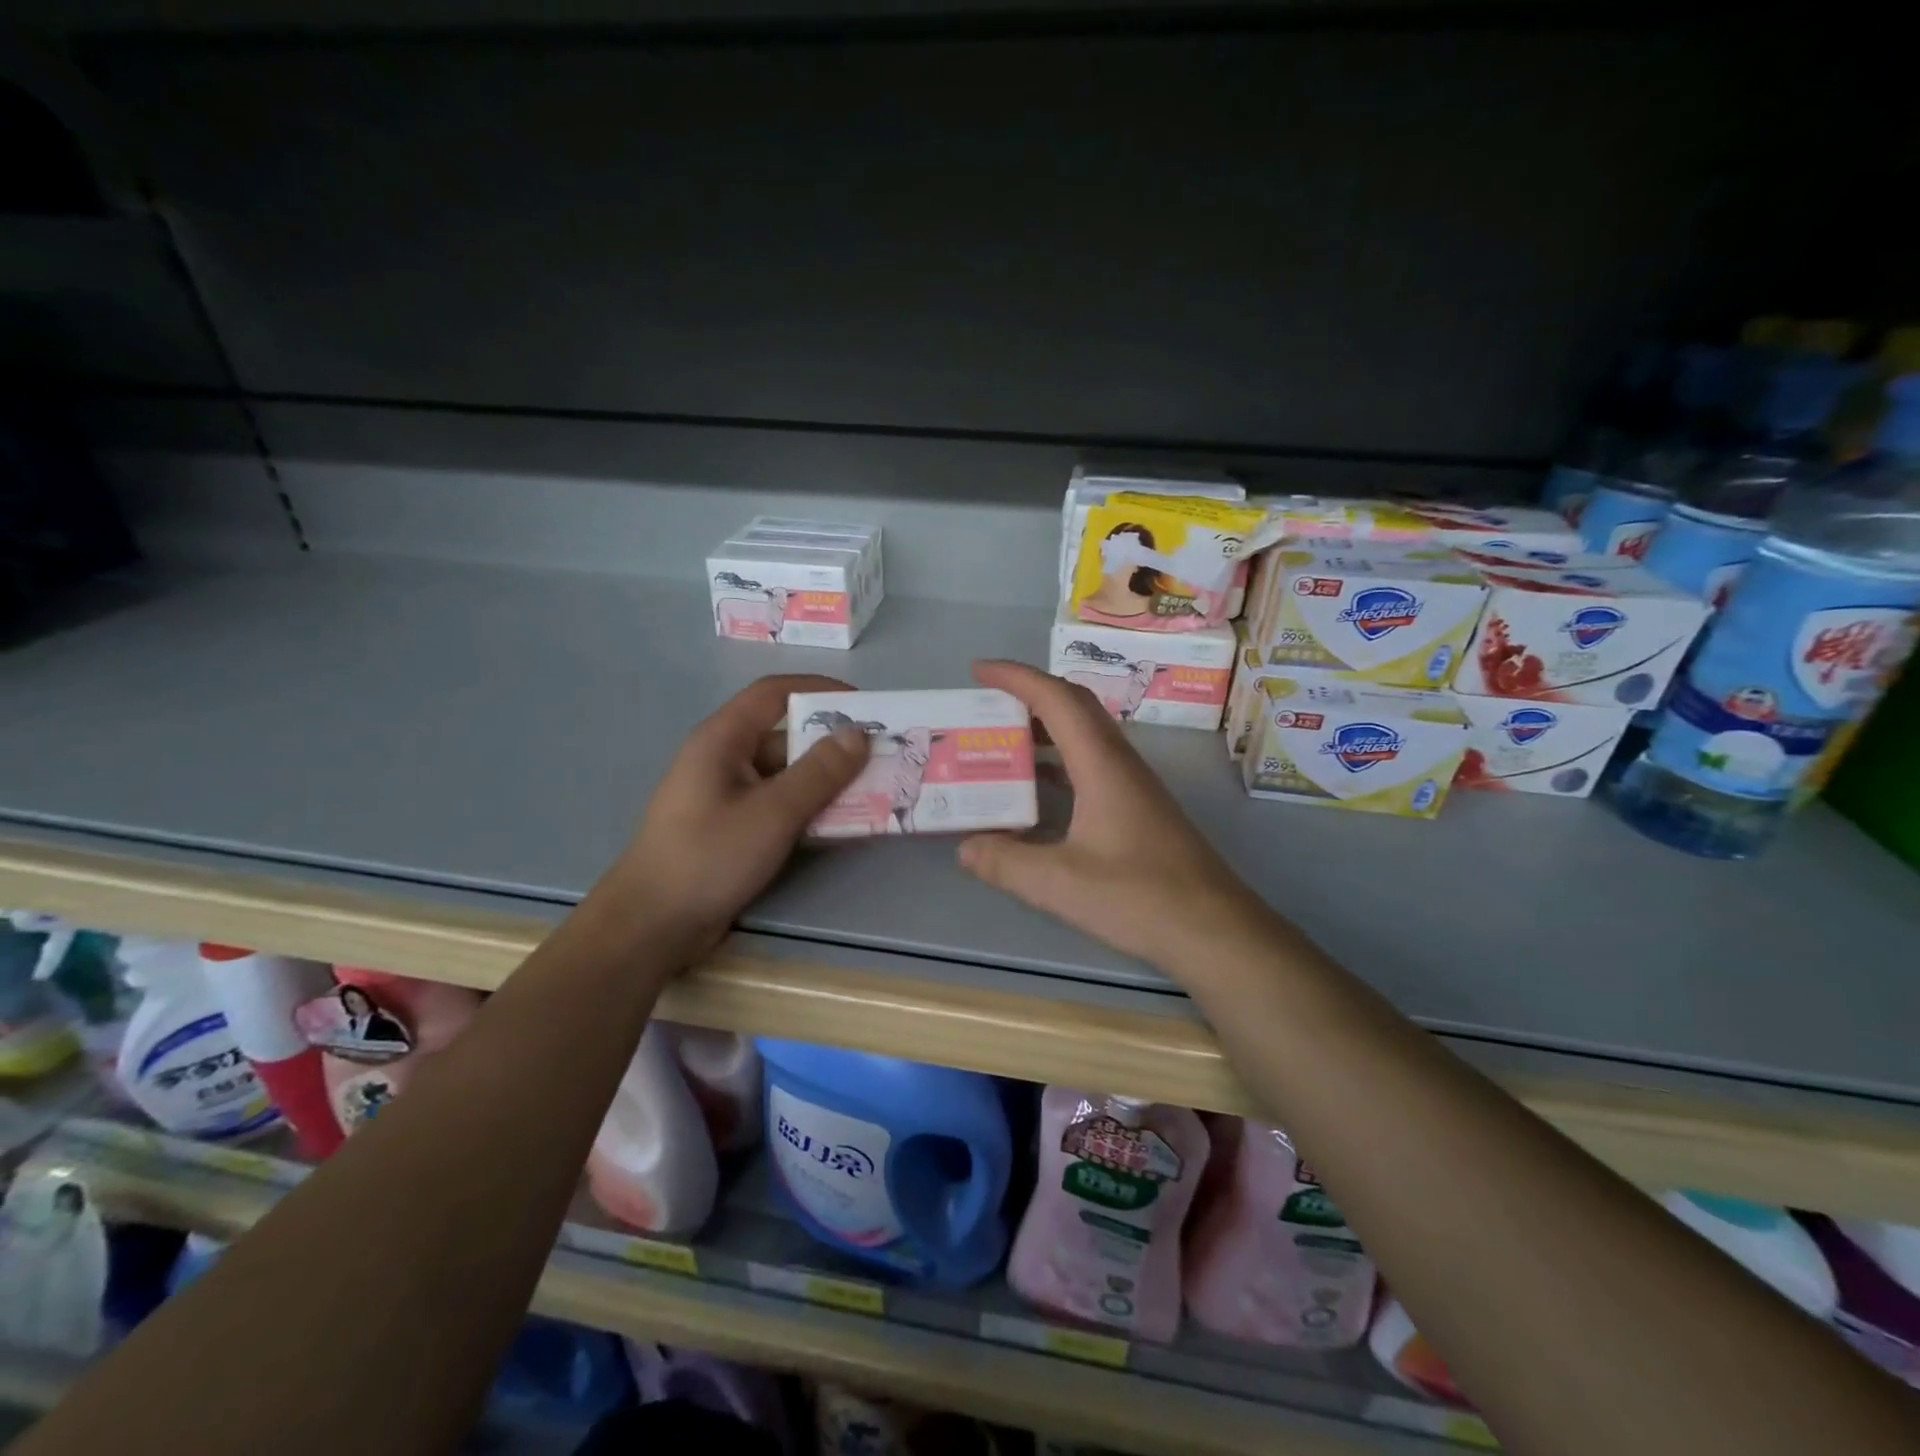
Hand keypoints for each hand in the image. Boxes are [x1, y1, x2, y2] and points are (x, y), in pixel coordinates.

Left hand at [589, 674, 869, 960]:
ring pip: (785, 775)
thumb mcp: (772, 812)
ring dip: (826, 780)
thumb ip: (819, 772)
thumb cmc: (709, 857)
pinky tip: (842, 823)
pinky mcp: (733, 827)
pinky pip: (779, 805)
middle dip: (833, 743)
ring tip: (873, 789)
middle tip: (880, 755)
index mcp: (723, 739)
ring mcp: (727, 795)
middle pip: (785, 736)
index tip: (864, 705)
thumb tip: (859, 734)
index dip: (819, 690)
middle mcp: (724, 759)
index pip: (774, 693)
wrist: (652, 925)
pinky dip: (810, 808)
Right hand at [958, 660, 1279, 976]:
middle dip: (1029, 695)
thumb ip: (1006, 862)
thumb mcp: (1059, 883)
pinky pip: (1092, 765)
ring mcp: (1134, 786)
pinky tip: (1039, 793)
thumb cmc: (1139, 897)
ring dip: (1045, 729)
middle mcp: (1120, 763)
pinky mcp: (1139, 809)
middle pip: (1075, 707)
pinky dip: (1060, 763)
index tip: (979, 671)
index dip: (1016, 677)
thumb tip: (966, 847)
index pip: (1056, 699)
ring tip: (1003, 742)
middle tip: (987, 705)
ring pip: (1086, 736)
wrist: (1215, 929)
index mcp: (1101, 764)